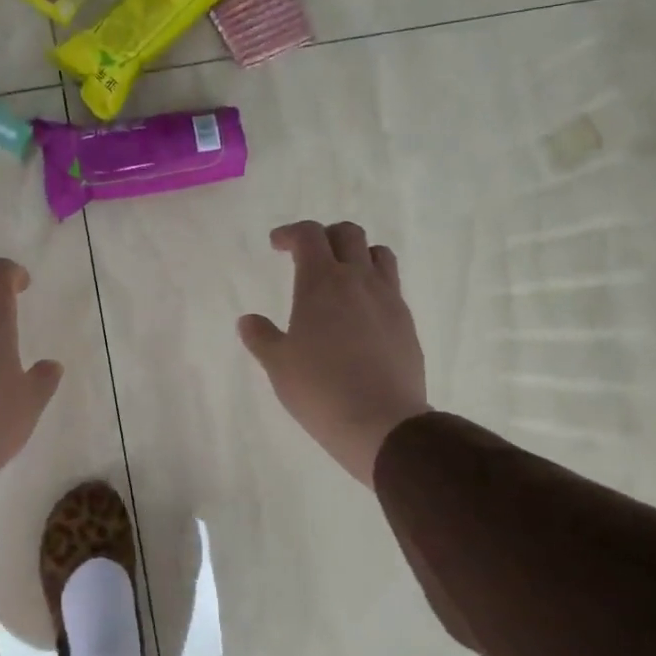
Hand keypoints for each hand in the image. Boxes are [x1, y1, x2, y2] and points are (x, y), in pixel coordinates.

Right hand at [238, 221, 429, 485]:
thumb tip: (248, 321)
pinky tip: (360, 313)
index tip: (276, 244)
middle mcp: (358, 281)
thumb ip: (261, 337)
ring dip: (357, 254)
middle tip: (307, 256)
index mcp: (322, 282)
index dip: (290, 233)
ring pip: (378, 254)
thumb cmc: (320, 389)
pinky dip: (373, 285)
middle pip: (348, 234)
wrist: (382, 423)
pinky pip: (391, 286)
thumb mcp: (278, 365)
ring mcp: (388, 300)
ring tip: (341, 276)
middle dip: (325, 236)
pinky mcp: (406, 323)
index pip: (309, 235)